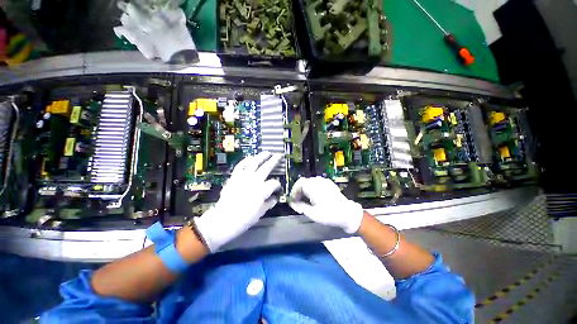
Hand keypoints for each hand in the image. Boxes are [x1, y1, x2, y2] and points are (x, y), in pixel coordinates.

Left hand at [194, 152, 281, 251]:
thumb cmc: (243, 219)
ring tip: (267, 153)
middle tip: (279, 155)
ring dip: (262, 156)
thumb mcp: (260, 213)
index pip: (274, 183)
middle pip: (267, 167)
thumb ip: (269, 203)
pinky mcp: (234, 177)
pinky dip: (246, 160)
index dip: (278, 185)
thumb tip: (275, 198)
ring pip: (254, 162)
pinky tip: (251, 158)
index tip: (278, 189)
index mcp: (262, 190)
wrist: (223, 220)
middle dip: (274, 160)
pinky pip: (240, 165)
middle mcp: (254, 181)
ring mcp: (243, 177)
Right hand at [289, 177, 363, 233]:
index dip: (294, 191)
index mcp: (313, 187)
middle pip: (304, 182)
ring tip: (307, 199)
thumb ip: (301, 206)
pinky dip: (312, 188)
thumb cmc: (329, 214)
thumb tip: (293, 203)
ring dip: (305, 189)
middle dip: (299, 191)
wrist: (347, 213)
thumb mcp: (312, 213)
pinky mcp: (329, 183)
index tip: (294, 200)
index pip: (299, 184)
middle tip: (299, 201)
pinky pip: (317, 183)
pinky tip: (315, 196)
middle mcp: (318, 182)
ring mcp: (324, 181)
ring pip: (310, 181)